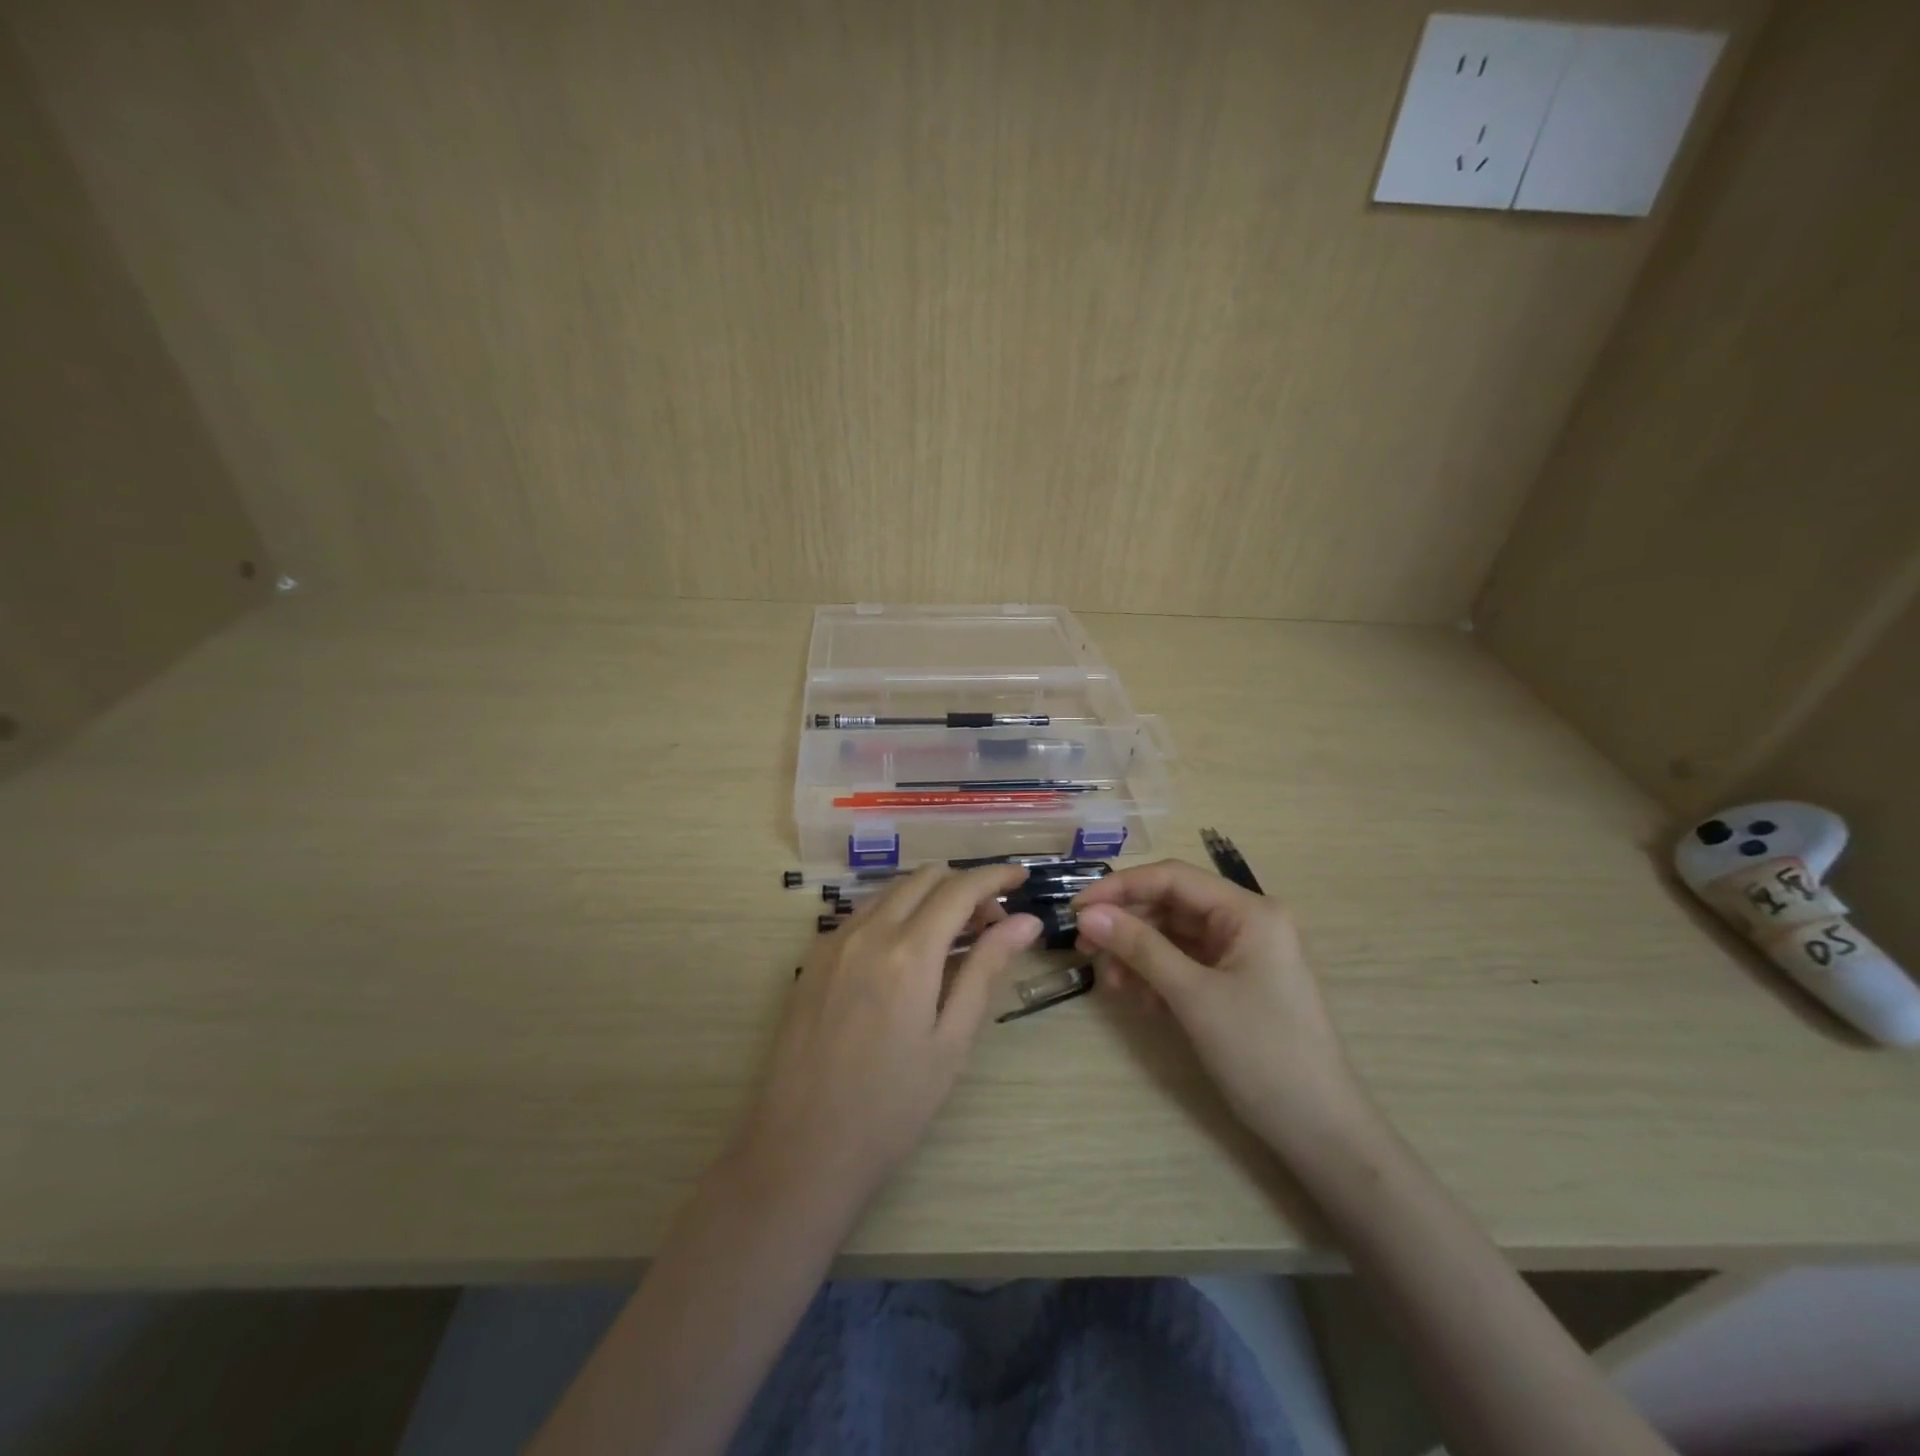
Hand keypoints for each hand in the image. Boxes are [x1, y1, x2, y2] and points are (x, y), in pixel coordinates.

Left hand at [731, 864, 1040, 1212]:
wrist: (801, 1148)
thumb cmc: (891, 1107)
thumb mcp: (951, 1042)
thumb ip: (985, 970)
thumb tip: (1026, 921)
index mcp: (908, 953)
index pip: (960, 889)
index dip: (995, 876)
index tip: (1021, 877)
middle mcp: (868, 932)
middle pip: (924, 877)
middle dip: (964, 886)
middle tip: (991, 923)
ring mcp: (833, 941)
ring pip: (891, 890)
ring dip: (929, 896)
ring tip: (953, 938)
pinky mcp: (813, 958)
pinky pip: (863, 913)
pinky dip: (896, 913)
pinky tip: (907, 954)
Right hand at [1073, 859, 1364, 1155]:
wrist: (1319, 1130)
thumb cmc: (1261, 1052)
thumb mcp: (1193, 996)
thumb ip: (1139, 947)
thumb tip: (1087, 915)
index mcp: (1249, 911)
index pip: (1173, 878)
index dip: (1121, 887)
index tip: (1077, 909)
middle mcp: (1247, 922)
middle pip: (1171, 905)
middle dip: (1127, 925)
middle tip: (1085, 949)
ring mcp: (1242, 953)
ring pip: (1174, 936)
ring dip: (1138, 954)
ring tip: (1113, 984)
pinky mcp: (1235, 982)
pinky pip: (1185, 963)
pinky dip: (1157, 975)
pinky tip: (1139, 1000)